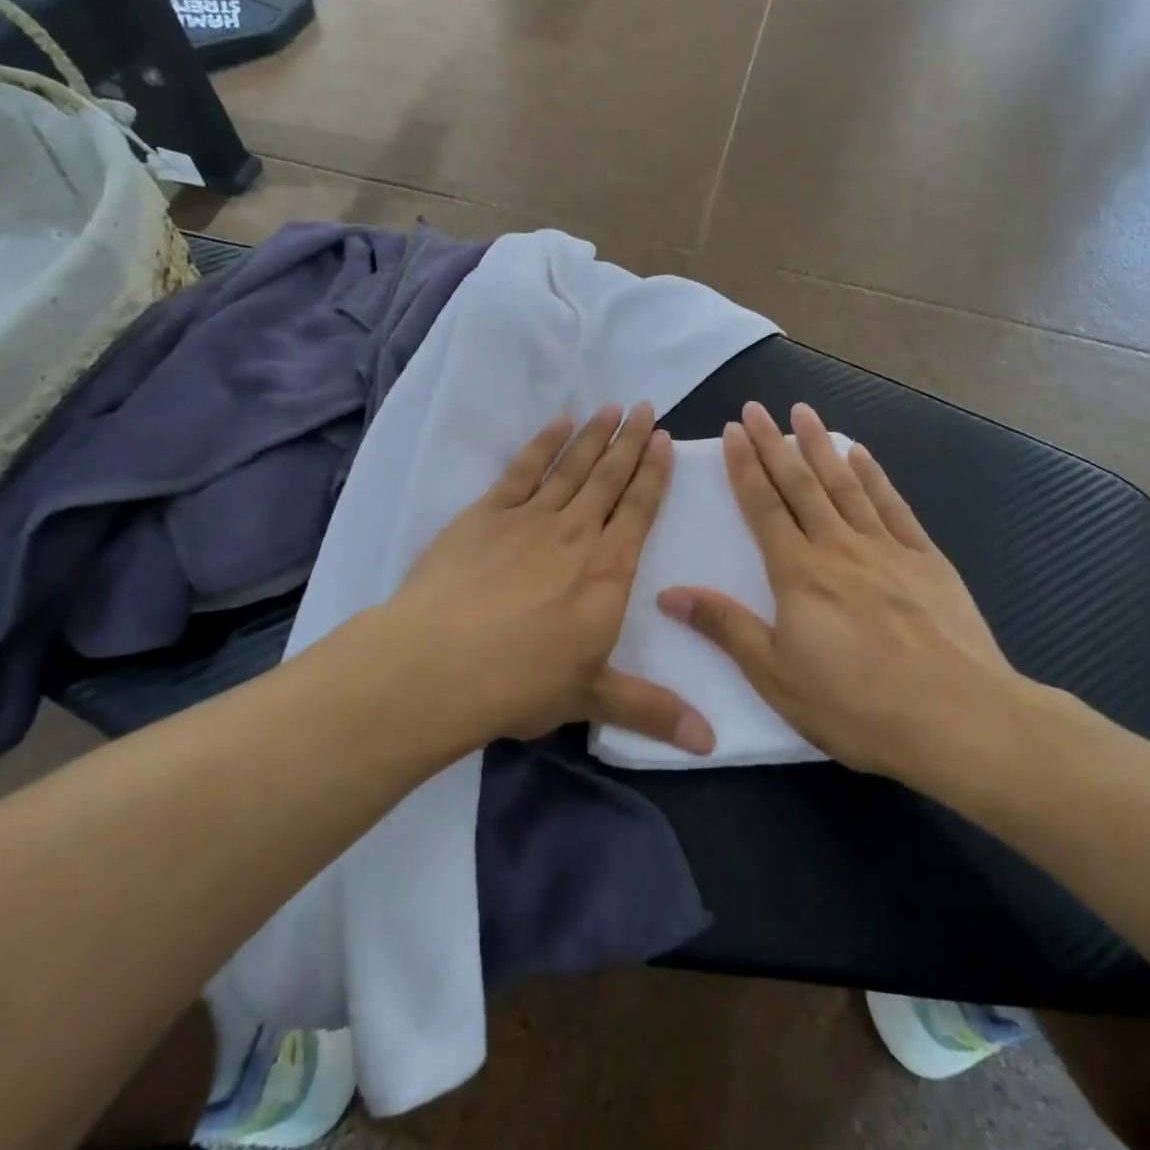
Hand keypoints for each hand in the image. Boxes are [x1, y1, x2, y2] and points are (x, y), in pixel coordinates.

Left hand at [382, 404, 715, 754]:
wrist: (439, 664)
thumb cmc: (521, 682)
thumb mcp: (593, 698)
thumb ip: (653, 711)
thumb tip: (711, 744)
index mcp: (608, 572)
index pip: (639, 510)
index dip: (653, 473)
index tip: (663, 439)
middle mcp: (576, 534)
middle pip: (609, 478)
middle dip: (630, 441)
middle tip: (645, 406)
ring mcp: (529, 519)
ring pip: (571, 467)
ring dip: (594, 436)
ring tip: (612, 407)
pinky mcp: (486, 514)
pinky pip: (522, 469)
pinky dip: (542, 444)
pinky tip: (557, 423)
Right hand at [659, 401, 1030, 782]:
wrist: (957, 718)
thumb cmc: (856, 705)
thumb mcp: (775, 676)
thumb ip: (725, 627)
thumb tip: (669, 594)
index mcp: (799, 573)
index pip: (763, 507)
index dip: (745, 467)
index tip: (732, 431)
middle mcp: (839, 547)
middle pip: (800, 484)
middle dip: (774, 443)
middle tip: (756, 408)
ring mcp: (887, 549)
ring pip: (846, 485)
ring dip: (821, 446)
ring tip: (803, 412)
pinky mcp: (927, 560)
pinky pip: (893, 506)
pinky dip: (875, 476)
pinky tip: (862, 454)